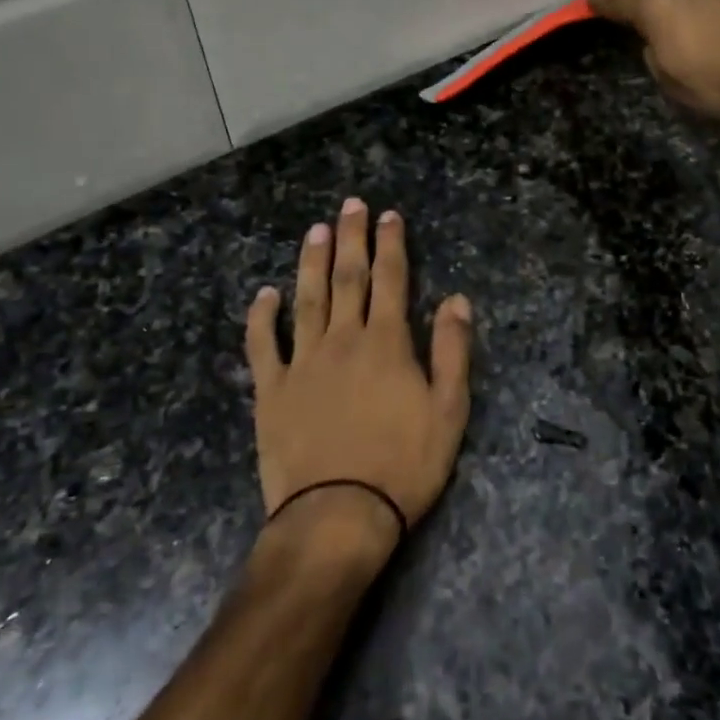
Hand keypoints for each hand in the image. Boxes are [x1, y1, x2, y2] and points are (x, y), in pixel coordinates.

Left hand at [246, 200, 473, 549]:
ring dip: (312, 262)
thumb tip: (456, 299)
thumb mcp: (449, 411)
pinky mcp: (272, 389)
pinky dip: (263, 317)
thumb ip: (453, 351)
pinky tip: (265, 294)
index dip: (391, 245)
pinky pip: (264, 345)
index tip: (389, 216)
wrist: (337, 515)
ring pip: (308, 300)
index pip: (391, 281)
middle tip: (350, 205)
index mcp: (387, 343)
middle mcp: (343, 340)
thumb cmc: (403, 465)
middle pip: (348, 278)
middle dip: (351, 238)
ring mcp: (303, 362)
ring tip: (315, 230)